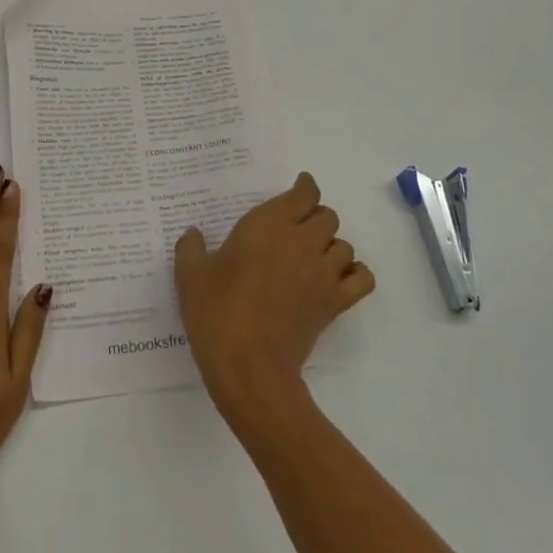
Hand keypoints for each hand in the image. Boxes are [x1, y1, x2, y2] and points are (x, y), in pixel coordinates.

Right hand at [174, 172, 374, 419]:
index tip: (299, 188)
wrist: (248, 365)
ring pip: (344, 245)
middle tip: (297, 229)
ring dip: (331, 245)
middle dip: (315, 217)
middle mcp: (302, 241)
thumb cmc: (216, 312)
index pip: (304, 194)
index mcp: (269, 225)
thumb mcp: (190, 275)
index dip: (304, 187)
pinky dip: (355, 273)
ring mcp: (322, 273)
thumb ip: (191, 248)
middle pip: (328, 216)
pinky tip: (337, 278)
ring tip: (312, 256)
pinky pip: (362, 279)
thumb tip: (193, 234)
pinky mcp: (334, 304)